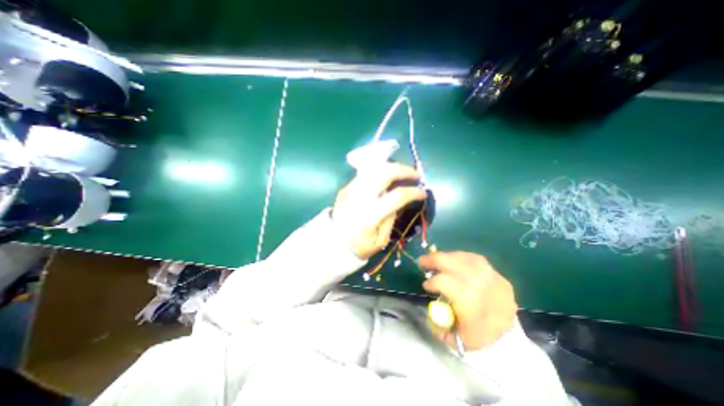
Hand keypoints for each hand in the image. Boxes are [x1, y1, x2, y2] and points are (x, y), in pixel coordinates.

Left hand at [332, 162, 425, 259]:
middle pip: (384, 173)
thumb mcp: (381, 240)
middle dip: (404, 170)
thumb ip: (392, 218)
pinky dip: (379, 173)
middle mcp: (360, 197)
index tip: (423, 193)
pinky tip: (386, 179)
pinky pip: (366, 174)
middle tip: (415, 175)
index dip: (413, 192)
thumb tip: (400, 201)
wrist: (332, 243)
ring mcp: (351, 189)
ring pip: (374, 169)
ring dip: (391, 168)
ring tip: (402, 173)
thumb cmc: (359, 246)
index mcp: (370, 215)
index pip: (397, 196)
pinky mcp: (346, 187)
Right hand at [422, 251, 516, 349]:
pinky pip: (475, 259)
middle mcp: (482, 285)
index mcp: (471, 303)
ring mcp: (493, 277)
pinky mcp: (498, 275)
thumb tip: (430, 300)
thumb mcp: (453, 337)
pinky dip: (460, 257)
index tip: (426, 286)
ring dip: (446, 257)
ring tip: (436, 260)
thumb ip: (437, 320)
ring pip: (465, 258)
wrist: (510, 342)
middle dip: (434, 259)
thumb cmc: (478, 338)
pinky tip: (453, 261)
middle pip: (454, 263)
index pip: (447, 282)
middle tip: (422, 261)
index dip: (433, 282)